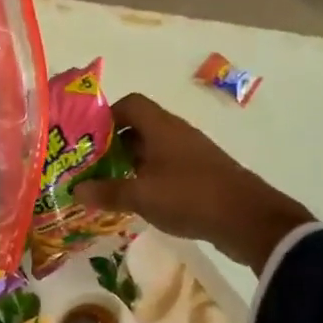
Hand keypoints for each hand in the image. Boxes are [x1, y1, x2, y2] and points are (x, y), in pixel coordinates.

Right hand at [72, 94, 313, 270]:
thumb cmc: (189, 196)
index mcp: (161, 127)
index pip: (130, 104)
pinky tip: (137, 199)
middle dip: (112, 144)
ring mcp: (190, 153)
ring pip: (152, 149)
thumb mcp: (141, 196)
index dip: (106, 116)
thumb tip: (76, 189)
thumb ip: (107, 191)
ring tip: (107, 185)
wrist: (246, 218)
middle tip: (89, 166)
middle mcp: (176, 133)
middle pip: (138, 127)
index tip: (86, 139)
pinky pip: (165, 167)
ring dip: (129, 163)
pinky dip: (147, 177)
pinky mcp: (199, 174)